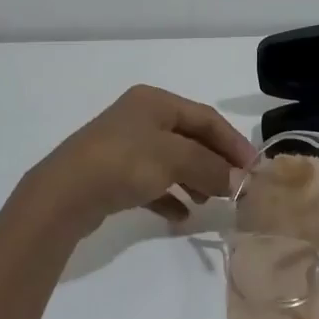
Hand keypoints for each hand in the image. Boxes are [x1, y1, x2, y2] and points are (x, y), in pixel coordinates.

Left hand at [17, 85, 255, 235]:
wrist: (65, 193)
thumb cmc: (124, 162)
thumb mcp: (175, 159)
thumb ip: (210, 167)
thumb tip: (239, 181)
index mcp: (155, 102)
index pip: (205, 117)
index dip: (232, 142)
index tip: (254, 168)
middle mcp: (140, 118)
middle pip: (189, 139)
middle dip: (214, 162)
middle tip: (236, 188)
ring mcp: (125, 146)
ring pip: (171, 161)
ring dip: (194, 180)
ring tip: (209, 202)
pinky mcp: (113, 174)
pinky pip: (151, 183)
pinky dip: (169, 196)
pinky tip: (181, 216)